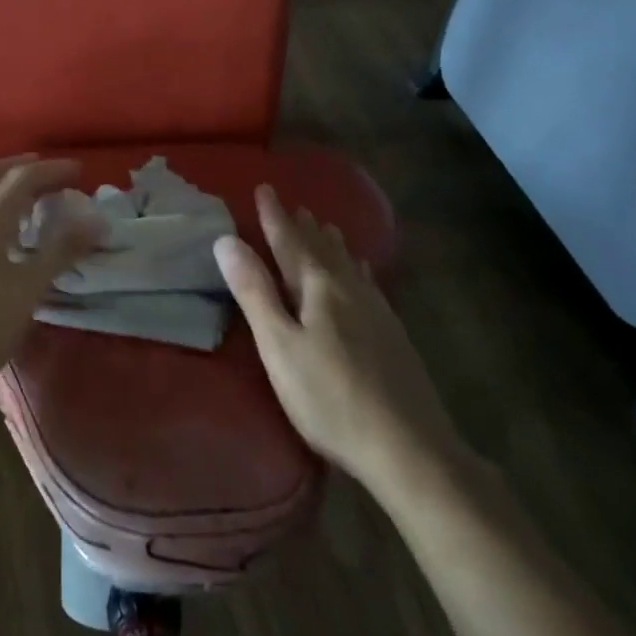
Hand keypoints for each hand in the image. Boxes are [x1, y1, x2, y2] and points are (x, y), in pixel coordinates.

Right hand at [214, 185, 461, 487]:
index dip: (274, 216)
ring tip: (323, 226)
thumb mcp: (279, 346)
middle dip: (303, 226)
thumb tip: (227, 240)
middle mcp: (350, 289)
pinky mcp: (392, 333)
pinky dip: (355, 268)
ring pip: (348, 264)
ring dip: (330, 243)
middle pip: (322, 249)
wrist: (409, 447)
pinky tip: (362, 272)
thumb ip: (254, 292)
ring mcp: (376, 311)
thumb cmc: (330, 398)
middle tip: (293, 204)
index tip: (264, 188)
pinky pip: (366, 283)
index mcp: (319, 288)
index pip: (290, 241)